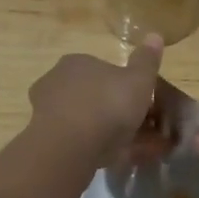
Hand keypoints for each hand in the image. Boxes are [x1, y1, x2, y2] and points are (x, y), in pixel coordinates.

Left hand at [26, 36, 164, 168]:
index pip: (102, 70)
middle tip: (135, 130)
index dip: (122, 86)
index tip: (138, 103)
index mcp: (78, 62)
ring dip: (103, 132)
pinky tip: (111, 161)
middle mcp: (57, 81)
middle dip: (112, 111)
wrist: (68, 147)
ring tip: (127, 150)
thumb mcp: (138, 80)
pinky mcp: (44, 140)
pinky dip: (93, 149)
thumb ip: (146, 61)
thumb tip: (154, 36)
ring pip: (82, 120)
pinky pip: (75, 142)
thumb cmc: (107, 105)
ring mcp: (46, 112)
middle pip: (91, 95)